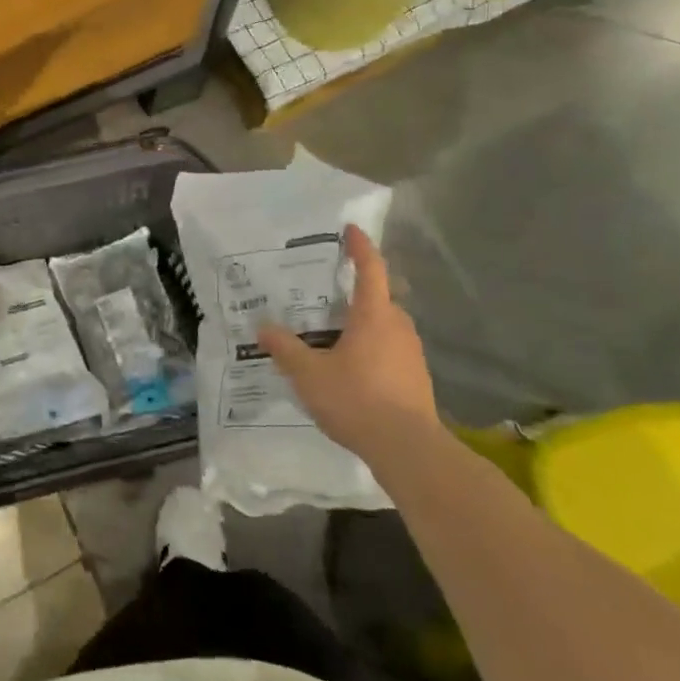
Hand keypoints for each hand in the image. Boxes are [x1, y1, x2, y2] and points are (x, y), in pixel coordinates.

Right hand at [258, 224, 436, 454]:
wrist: (410, 450)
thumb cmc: (358, 400)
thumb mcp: (309, 374)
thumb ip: (285, 349)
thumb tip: (263, 327)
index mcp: (374, 315)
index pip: (370, 268)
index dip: (360, 247)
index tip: (351, 230)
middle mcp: (398, 326)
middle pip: (378, 298)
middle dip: (355, 292)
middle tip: (325, 294)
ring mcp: (412, 354)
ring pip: (385, 326)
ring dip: (363, 323)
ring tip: (333, 334)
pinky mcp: (417, 379)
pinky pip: (391, 350)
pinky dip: (372, 348)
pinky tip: (351, 369)